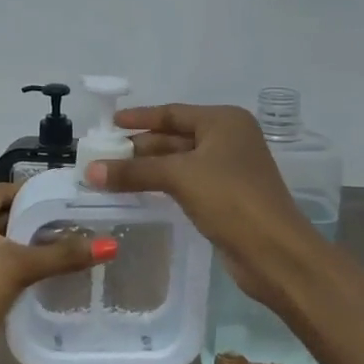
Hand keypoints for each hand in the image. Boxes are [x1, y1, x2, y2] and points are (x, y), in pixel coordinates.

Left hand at [0, 182, 106, 363]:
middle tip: (86, 223)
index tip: (75, 197)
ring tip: (81, 246)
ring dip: (39, 248)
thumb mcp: (16, 268)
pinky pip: (8, 270)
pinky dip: (30, 270)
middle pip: (10, 217)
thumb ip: (62, 255)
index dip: (39, 192)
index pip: (7, 191)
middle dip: (44, 222)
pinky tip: (60, 275)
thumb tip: (111, 245)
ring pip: (10, 246)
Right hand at [85, 104, 323, 312]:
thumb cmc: (230, 199)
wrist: (273, 251)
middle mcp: (229, 139)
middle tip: (103, 155)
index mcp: (224, 122)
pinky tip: (138, 192)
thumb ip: (134, 171)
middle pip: (175, 137)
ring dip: (148, 168)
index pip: (173, 113)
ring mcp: (229, 170)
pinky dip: (162, 184)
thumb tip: (90, 171)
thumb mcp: (179, 177)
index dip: (140, 118)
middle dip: (140, 147)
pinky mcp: (226, 198)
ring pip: (179, 162)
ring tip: (111, 174)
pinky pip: (186, 183)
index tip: (110, 124)